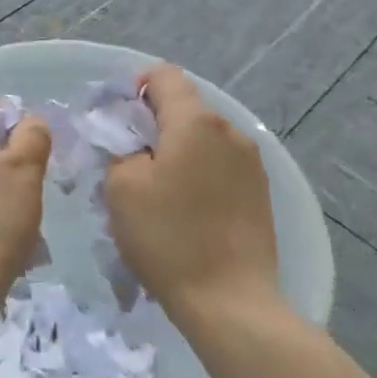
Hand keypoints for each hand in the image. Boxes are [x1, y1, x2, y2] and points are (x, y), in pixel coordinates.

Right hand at [104, 64, 282, 321]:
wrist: (229, 300)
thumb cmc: (167, 237)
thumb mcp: (122, 187)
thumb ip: (119, 147)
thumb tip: (130, 139)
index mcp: (196, 122)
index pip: (163, 76)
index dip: (134, 88)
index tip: (116, 123)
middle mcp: (230, 130)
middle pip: (185, 108)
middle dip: (153, 125)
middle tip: (128, 163)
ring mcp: (251, 162)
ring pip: (202, 139)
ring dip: (176, 152)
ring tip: (158, 192)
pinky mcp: (260, 192)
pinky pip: (220, 165)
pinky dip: (197, 173)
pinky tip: (186, 210)